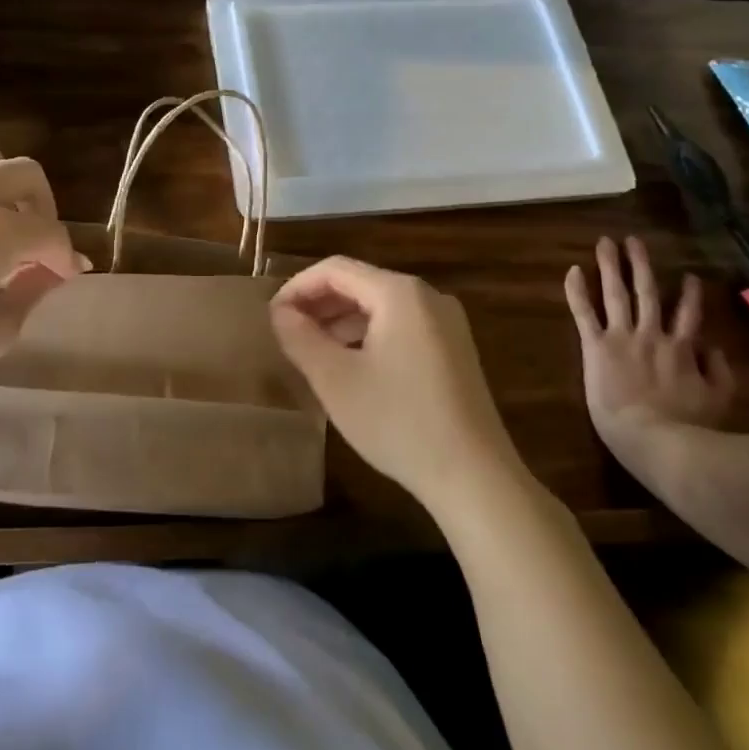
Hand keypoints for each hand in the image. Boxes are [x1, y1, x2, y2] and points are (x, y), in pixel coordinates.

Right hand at [270, 256, 522, 514]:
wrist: (476, 480)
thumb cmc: (399, 422)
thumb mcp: (335, 379)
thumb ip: (300, 337)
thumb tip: (280, 312)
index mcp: (399, 293)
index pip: (335, 269)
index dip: (297, 287)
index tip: (272, 316)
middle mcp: (427, 297)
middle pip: (359, 283)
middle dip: (318, 304)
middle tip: (286, 332)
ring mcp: (446, 323)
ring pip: (379, 306)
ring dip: (340, 321)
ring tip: (311, 350)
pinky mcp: (454, 350)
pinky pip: (399, 326)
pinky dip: (367, 335)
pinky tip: (350, 365)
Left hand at [565, 237, 731, 460]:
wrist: (657, 440)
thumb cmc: (690, 429)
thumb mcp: (721, 402)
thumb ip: (720, 373)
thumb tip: (715, 348)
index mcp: (683, 349)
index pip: (688, 315)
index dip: (689, 295)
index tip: (688, 276)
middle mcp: (652, 335)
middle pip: (647, 292)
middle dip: (641, 265)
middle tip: (633, 240)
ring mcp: (623, 337)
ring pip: (616, 293)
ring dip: (610, 265)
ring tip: (605, 243)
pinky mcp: (596, 345)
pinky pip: (584, 312)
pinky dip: (577, 290)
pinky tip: (572, 269)